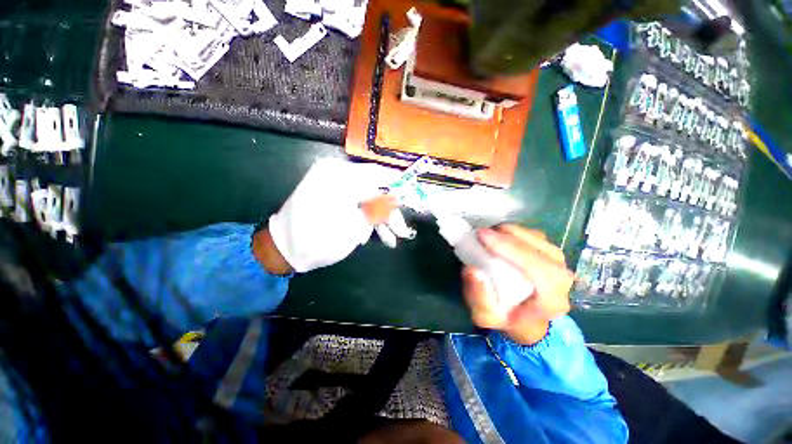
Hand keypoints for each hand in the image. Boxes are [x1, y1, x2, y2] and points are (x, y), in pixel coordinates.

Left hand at [265, 158, 407, 272]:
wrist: (282, 249)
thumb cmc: (316, 241)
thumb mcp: (353, 228)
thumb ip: (377, 210)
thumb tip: (397, 198)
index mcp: (339, 177)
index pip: (379, 174)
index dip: (399, 185)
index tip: (413, 197)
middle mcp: (336, 173)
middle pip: (375, 188)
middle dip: (390, 211)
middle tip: (401, 231)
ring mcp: (332, 183)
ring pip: (367, 197)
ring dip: (380, 217)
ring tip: (390, 239)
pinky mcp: (331, 194)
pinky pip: (356, 201)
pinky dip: (366, 216)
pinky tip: (371, 234)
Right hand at [462, 225, 573, 344]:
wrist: (525, 319)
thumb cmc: (505, 318)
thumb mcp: (485, 316)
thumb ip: (477, 297)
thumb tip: (471, 270)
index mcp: (551, 301)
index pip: (538, 269)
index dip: (510, 249)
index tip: (483, 237)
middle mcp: (562, 280)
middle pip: (540, 249)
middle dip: (509, 237)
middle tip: (482, 232)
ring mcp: (559, 264)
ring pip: (539, 239)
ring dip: (511, 232)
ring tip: (489, 233)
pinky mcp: (551, 254)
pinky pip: (535, 236)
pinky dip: (516, 231)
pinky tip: (499, 235)